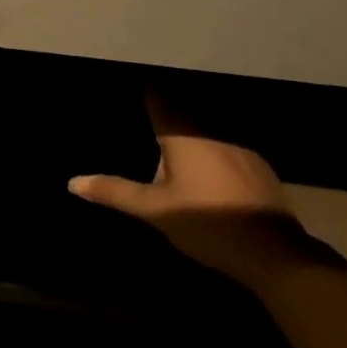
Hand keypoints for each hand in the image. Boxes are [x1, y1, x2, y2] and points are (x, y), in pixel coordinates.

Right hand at [70, 96, 309, 287]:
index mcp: (183, 135)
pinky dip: (213, 154)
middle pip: (182, 113)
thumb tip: (72, 182)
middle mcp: (211, 131)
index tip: (132, 94)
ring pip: (206, 131)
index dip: (145, 95)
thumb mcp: (154, 211)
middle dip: (165, 117)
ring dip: (191, 137)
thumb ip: (115, 192)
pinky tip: (208, 174)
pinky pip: (226, 148)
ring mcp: (239, 147)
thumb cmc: (206, 224)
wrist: (274, 253)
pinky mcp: (258, 167)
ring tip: (173, 151)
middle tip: (146, 126)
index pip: (158, 100)